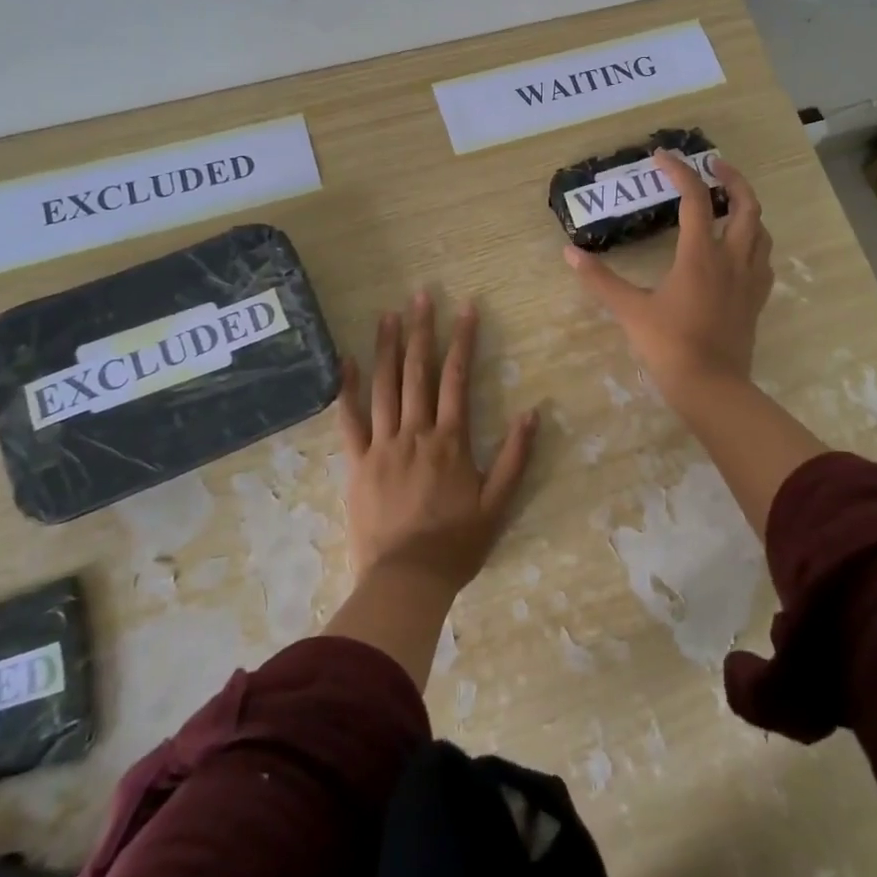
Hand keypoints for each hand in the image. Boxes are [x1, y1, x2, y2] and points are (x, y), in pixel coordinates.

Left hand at [335, 292, 538, 593]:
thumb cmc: (456, 544)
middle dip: (421, 330)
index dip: (463, 340)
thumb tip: (531, 412)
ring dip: (387, 347)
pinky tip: (345, 361)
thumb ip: (515, 457)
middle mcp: (416, 432)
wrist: (405, 580)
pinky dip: (347, 389)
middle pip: (418, 371)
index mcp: (450, 440)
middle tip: (421, 295)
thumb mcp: (497, 504)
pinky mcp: (357, 462)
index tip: (466, 308)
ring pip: (384, 386)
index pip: (457, 378)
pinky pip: (349, 420)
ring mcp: (382, 445)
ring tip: (388, 314)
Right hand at [565, 152, 773, 398]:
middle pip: (745, 205)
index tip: (662, 156)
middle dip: (732, 178)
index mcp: (701, 255)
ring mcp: (749, 279)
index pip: (694, 199)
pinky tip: (740, 248)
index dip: (679, 171)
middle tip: (714, 164)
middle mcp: (732, 259)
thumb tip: (570, 253)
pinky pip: (763, 258)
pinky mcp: (756, 300)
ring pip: (760, 230)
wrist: (712, 388)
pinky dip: (754, 241)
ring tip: (728, 202)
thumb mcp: (630, 310)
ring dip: (747, 208)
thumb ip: (600, 280)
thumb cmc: (669, 346)